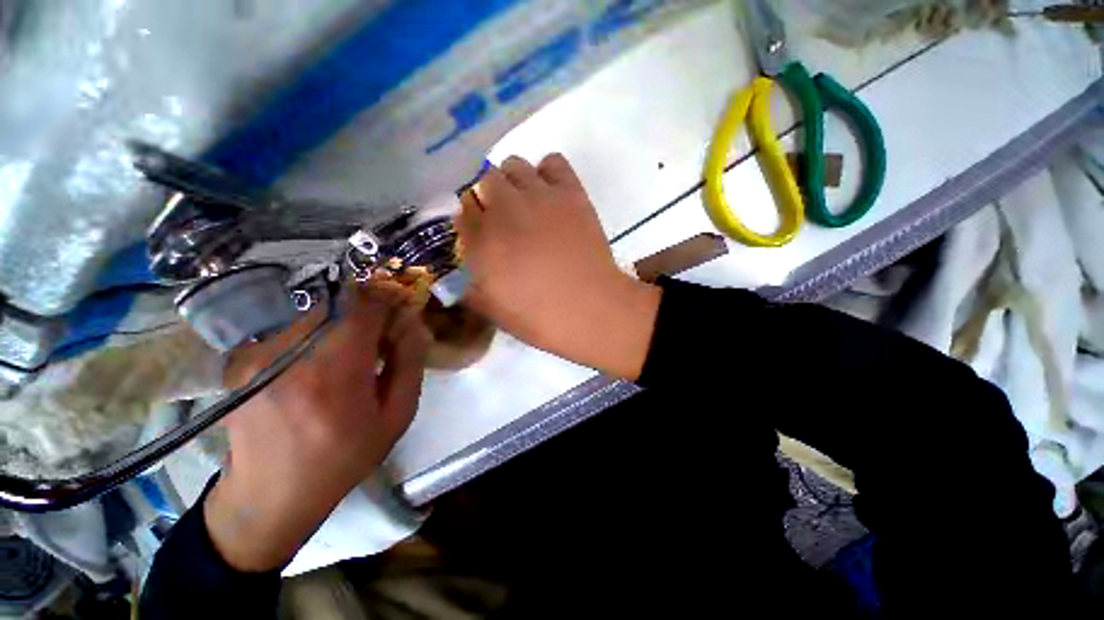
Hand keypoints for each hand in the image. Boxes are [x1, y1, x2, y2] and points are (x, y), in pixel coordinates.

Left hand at [204, 281, 429, 571]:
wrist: (269, 496)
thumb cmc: (343, 458)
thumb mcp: (397, 416)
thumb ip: (410, 361)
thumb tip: (413, 322)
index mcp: (334, 372)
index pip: (364, 305)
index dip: (387, 300)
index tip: (399, 313)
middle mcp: (289, 354)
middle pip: (337, 300)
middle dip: (365, 308)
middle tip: (377, 334)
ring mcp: (257, 353)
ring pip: (313, 308)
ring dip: (340, 318)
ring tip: (348, 350)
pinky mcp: (241, 358)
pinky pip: (289, 324)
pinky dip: (314, 330)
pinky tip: (317, 361)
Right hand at [457, 154, 660, 379]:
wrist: (591, 310)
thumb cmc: (541, 318)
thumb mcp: (494, 311)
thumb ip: (469, 288)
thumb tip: (461, 273)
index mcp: (482, 240)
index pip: (461, 210)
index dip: (469, 218)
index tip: (478, 230)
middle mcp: (505, 210)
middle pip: (485, 180)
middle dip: (489, 197)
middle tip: (504, 219)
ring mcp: (539, 197)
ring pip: (514, 164)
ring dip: (513, 181)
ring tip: (526, 204)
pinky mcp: (571, 194)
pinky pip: (553, 161)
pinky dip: (547, 172)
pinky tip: (550, 194)